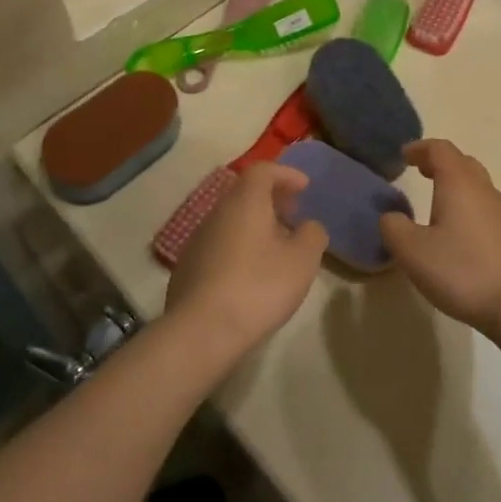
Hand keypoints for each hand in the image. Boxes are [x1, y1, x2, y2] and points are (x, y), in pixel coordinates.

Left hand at [164, 163, 326, 366]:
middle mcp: (217, 212)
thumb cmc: (258, 287)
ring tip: (277, 247)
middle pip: (245, 193)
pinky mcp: (188, 267)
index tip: (305, 187)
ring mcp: (198, 240)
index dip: (286, 174)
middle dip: (272, 199)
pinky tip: (251, 273)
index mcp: (245, 202)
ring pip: (231, 219)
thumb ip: (312, 235)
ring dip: (256, 224)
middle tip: (294, 214)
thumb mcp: (302, 261)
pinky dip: (240, 246)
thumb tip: (308, 226)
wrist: (201, 331)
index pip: (263, 170)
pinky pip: (220, 243)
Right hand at [378, 140, 500, 338]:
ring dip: (455, 187)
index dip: (420, 148)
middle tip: (420, 171)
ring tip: (436, 206)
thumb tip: (391, 216)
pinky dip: (468, 210)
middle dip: (439, 163)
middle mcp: (484, 190)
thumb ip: (394, 227)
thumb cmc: (463, 271)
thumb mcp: (413, 251)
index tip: (404, 155)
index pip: (440, 149)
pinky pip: (487, 211)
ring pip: (477, 187)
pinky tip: (460, 236)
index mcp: (459, 184)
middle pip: (463, 163)